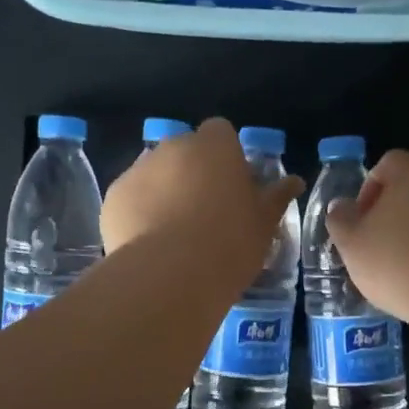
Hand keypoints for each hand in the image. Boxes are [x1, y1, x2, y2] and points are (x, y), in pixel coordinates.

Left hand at [103, 118, 303, 280]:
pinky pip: (131, 198)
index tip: (232, 184)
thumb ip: (276, 196)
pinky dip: (139, 212)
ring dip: (165, 191)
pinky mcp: (113, 197)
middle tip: (206, 211)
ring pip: (155, 173)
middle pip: (185, 151)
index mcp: (214, 146)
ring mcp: (138, 170)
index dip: (226, 155)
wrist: (169, 276)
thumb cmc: (229, 243)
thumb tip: (294, 181)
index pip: (220, 132)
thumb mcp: (264, 223)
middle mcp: (173, 147)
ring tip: (175, 232)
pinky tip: (150, 244)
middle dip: (193, 171)